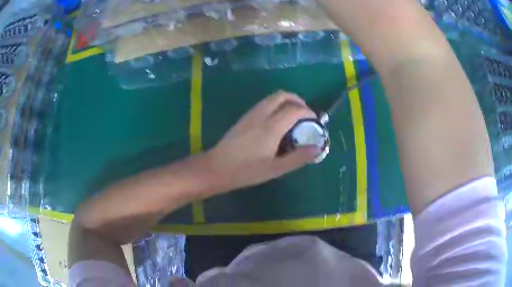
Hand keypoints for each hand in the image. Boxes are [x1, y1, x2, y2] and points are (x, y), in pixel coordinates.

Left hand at [206, 91, 319, 192]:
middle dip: (298, 100)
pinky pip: (264, 103)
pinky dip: (276, 105)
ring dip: (286, 101)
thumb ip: (298, 157)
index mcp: (271, 126)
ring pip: (272, 97)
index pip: (295, 109)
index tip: (315, 122)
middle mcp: (261, 114)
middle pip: (282, 95)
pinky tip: (277, 122)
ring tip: (293, 118)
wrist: (216, 168)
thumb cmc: (245, 171)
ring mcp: (251, 114)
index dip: (308, 112)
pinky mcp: (244, 117)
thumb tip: (317, 148)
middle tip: (305, 115)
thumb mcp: (275, 169)